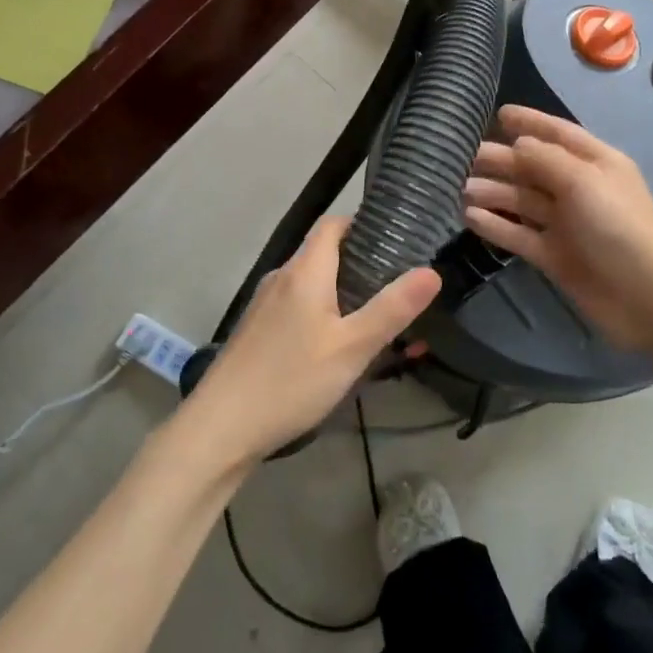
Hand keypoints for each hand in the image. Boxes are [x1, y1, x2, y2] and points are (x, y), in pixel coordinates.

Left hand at [182, 217, 439, 471]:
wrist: (221, 428)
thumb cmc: (291, 380)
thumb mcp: (352, 347)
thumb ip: (392, 308)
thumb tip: (431, 271)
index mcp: (304, 270)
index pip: (333, 224)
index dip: (364, 224)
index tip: (398, 241)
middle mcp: (281, 278)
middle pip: (324, 254)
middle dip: (362, 264)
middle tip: (399, 287)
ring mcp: (265, 306)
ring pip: (313, 285)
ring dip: (344, 294)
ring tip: (377, 320)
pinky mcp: (258, 331)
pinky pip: (298, 309)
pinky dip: (324, 315)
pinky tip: (339, 347)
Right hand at [463, 106, 652, 354]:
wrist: (648, 299)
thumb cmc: (619, 228)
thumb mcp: (584, 182)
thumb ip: (546, 159)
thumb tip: (519, 142)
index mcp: (595, 164)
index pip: (559, 134)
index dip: (530, 122)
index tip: (499, 113)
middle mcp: (578, 189)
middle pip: (533, 168)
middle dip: (501, 160)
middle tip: (463, 157)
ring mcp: (565, 224)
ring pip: (521, 201)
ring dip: (493, 192)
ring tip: (460, 188)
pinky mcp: (553, 255)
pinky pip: (518, 234)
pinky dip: (495, 225)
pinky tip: (469, 216)